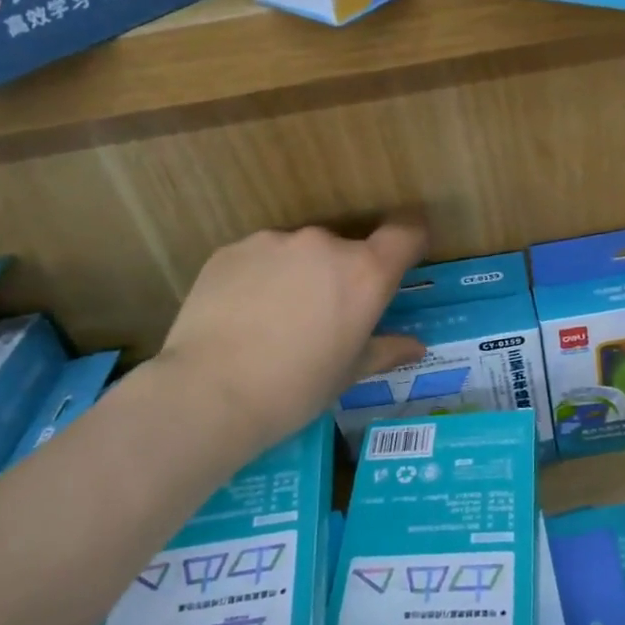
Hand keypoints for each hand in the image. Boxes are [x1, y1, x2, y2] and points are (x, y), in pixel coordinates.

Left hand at [158, 218, 428, 453]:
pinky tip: (242, 316)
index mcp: (364, 273)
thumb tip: (415, 347)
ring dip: (299, 274)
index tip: (402, 261)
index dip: (409, 241)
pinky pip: (259, 258)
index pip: (405, 232)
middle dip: (341, 275)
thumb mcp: (348, 374)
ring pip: (299, 252)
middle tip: (323, 317)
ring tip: (275, 319)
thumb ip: (385, 350)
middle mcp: (324, 244)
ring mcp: (274, 241)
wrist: (209, 392)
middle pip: (347, 247)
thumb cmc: (295, 389)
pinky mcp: (232, 249)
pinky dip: (260, 278)